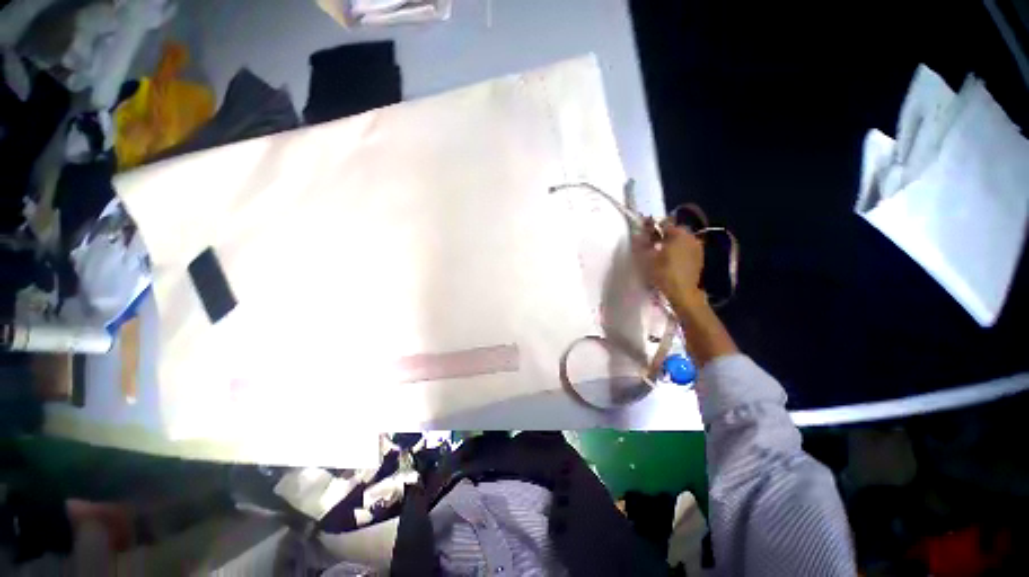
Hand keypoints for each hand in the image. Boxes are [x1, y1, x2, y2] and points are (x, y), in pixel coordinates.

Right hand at [634, 219, 706, 311]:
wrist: (683, 292)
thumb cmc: (663, 273)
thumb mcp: (647, 258)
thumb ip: (641, 244)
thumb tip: (636, 235)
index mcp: (679, 233)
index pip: (663, 224)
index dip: (652, 228)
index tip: (643, 234)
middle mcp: (691, 237)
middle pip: (673, 232)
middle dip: (662, 236)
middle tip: (650, 245)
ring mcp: (697, 248)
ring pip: (680, 241)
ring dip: (670, 244)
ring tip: (659, 254)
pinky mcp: (699, 259)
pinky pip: (686, 250)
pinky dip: (678, 252)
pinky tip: (670, 261)